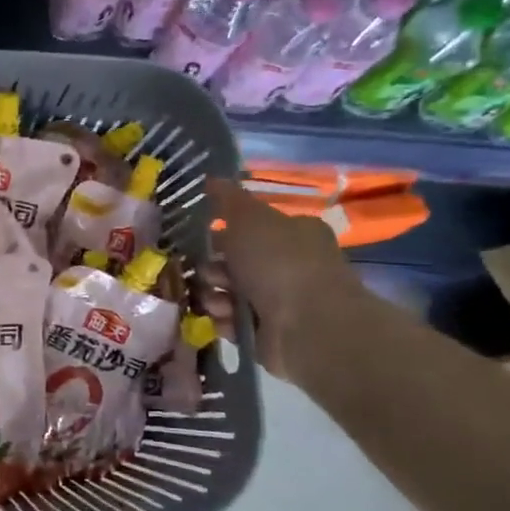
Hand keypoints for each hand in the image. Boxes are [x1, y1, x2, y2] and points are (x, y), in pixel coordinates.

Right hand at [200, 177, 365, 380]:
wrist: (308, 325)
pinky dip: (225, 321)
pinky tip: (226, 320)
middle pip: (233, 262)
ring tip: (218, 302)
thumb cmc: (279, 263)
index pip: (249, 228)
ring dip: (214, 296)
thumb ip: (228, 200)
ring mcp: (280, 301)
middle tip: (208, 274)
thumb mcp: (250, 219)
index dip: (222, 232)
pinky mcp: (268, 332)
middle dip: (212, 268)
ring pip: (228, 293)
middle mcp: (289, 265)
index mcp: (292, 233)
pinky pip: (233, 322)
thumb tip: (212, 178)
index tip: (201, 239)